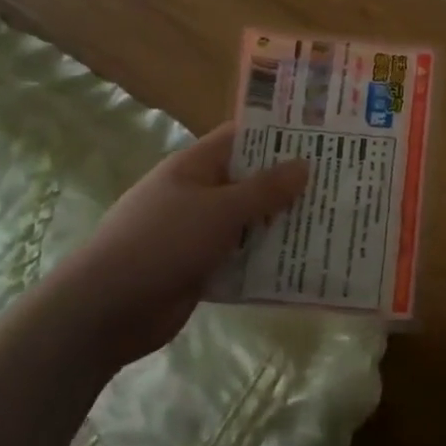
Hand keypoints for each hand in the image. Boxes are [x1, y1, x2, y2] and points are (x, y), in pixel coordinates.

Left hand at [49, 123, 308, 370]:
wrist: (105, 310)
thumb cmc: (162, 242)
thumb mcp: (219, 210)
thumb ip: (264, 189)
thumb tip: (303, 165)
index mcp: (196, 166)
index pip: (243, 137)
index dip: (280, 135)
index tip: (323, 137)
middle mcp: (198, 193)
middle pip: (251, 180)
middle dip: (289, 183)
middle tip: (340, 183)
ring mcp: (198, 231)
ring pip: (249, 221)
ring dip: (281, 223)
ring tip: (331, 221)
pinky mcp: (200, 267)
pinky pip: (241, 255)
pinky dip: (266, 257)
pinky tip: (303, 262)